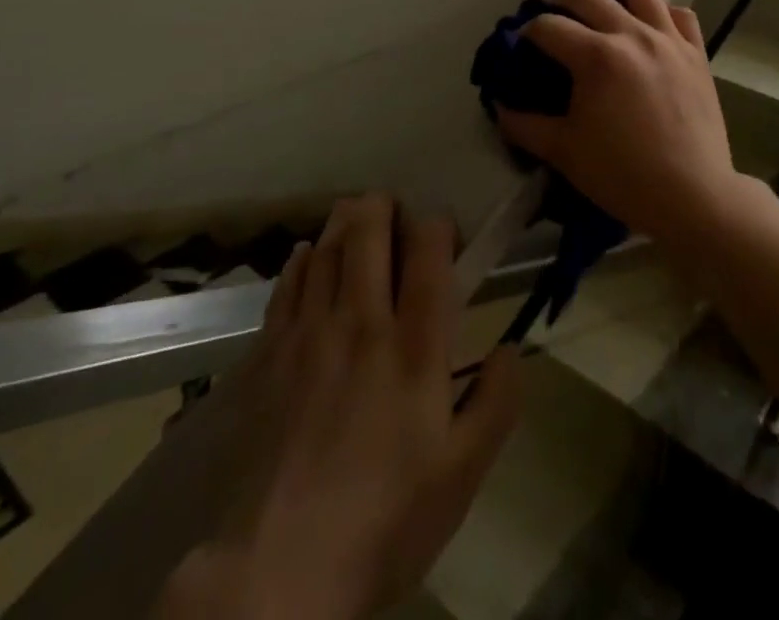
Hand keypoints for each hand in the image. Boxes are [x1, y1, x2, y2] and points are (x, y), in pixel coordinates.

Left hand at [159, 195, 521, 619]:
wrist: (280, 572)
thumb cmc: (384, 520)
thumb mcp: (462, 475)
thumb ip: (497, 403)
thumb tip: (510, 349)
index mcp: (414, 344)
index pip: (428, 251)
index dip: (437, 226)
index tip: (442, 234)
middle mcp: (361, 321)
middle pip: (368, 231)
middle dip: (382, 207)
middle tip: (392, 208)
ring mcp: (308, 333)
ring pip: (326, 249)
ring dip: (343, 223)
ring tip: (355, 218)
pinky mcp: (268, 355)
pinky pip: (287, 285)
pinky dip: (302, 260)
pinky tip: (308, 256)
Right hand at [495, 0, 743, 246]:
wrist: (693, 197)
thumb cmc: (623, 175)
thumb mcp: (563, 152)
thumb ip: (524, 126)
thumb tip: (499, 106)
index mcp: (597, 57)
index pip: (549, 27)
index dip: (527, 31)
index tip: (519, 44)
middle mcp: (633, 35)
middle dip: (561, 2)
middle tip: (551, 18)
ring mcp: (669, 40)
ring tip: (604, 15)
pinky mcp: (697, 53)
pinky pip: (680, 15)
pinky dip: (661, 14)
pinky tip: (651, 29)